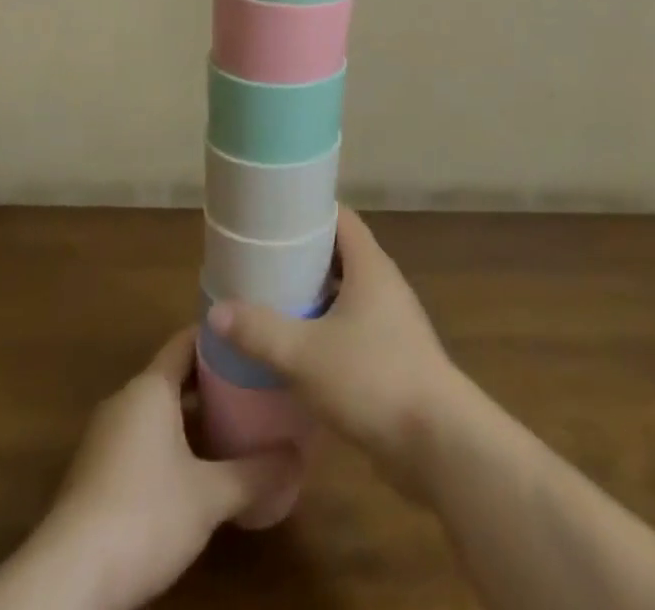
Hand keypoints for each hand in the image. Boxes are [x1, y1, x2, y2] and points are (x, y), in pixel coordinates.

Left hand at [29, 328, 301, 609]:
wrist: (69, 578)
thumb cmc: (144, 515)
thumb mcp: (210, 496)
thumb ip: (256, 473)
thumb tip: (300, 455)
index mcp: (150, 387)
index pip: (186, 341)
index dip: (218, 338)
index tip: (250, 340)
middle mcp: (125, 400)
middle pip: (173, 376)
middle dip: (211, 382)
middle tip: (253, 387)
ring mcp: (105, 437)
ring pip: (157, 411)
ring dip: (190, 417)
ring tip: (233, 427)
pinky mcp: (94, 473)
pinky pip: (140, 440)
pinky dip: (169, 444)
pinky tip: (195, 471)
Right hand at [206, 207, 458, 496]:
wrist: (437, 443)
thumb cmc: (372, 379)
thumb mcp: (304, 354)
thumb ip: (260, 331)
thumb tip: (216, 311)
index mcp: (370, 265)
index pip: (339, 217)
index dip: (308, 211)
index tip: (272, 216)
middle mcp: (384, 284)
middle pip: (340, 254)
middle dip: (303, 257)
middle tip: (261, 262)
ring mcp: (392, 322)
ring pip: (346, 294)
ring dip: (314, 297)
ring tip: (271, 302)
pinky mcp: (394, 357)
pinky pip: (354, 328)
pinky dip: (327, 329)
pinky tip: (299, 350)